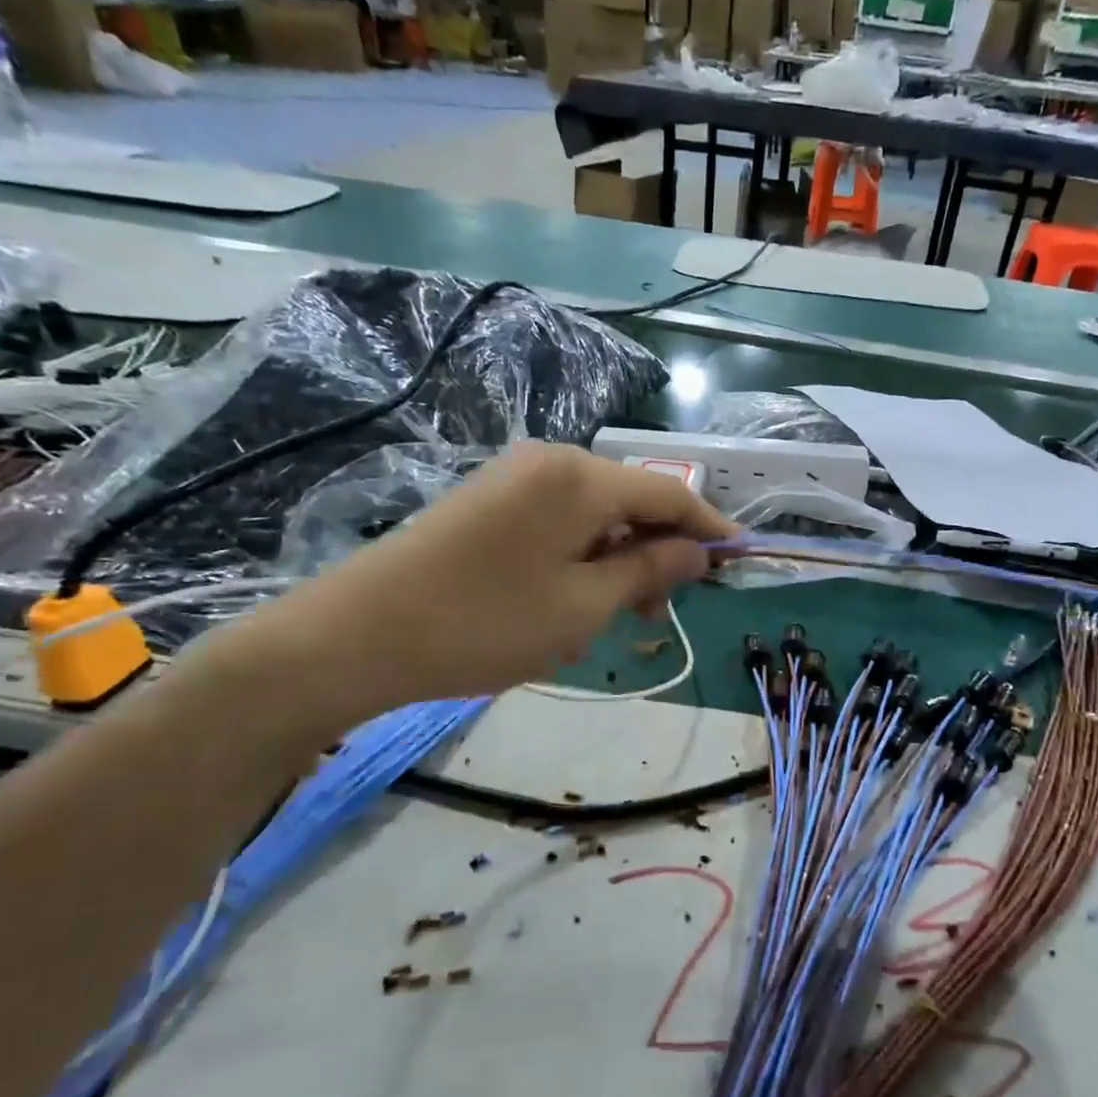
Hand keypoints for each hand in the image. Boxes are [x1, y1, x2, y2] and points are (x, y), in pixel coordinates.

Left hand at [236, 443, 736, 724]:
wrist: (360, 634)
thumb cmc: (486, 623)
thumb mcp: (584, 606)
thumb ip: (650, 570)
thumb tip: (698, 550)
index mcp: (582, 477)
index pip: (670, 494)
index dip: (710, 527)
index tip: (738, 559)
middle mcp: (552, 461)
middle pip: (631, 501)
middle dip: (655, 553)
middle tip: (654, 614)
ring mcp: (515, 477)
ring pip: (595, 516)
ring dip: (614, 562)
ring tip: (602, 620)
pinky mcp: (488, 499)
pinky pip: (558, 522)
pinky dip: (578, 559)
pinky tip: (563, 604)